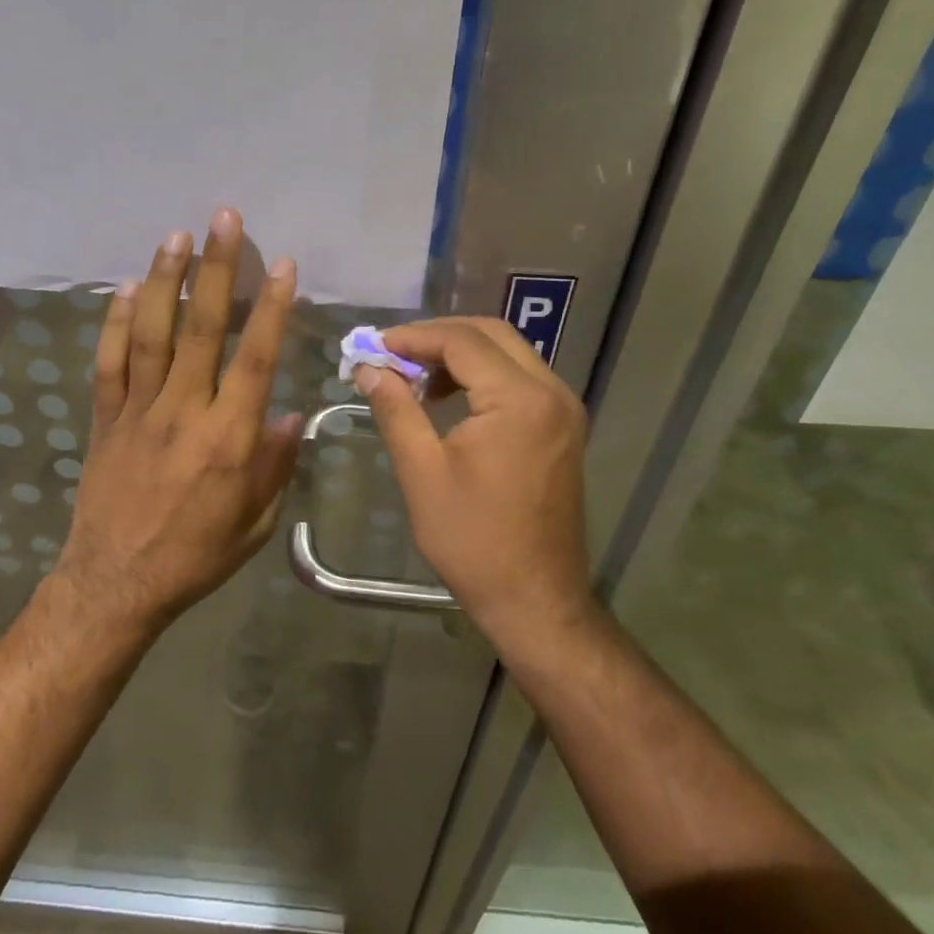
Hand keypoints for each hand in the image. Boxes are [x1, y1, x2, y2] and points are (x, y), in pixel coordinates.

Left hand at [53, 209, 303, 636]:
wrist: (116, 583)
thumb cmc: (196, 556)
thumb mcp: (255, 523)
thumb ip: (275, 465)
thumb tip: (289, 414)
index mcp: (228, 438)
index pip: (254, 359)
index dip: (270, 308)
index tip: (280, 263)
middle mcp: (183, 412)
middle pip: (201, 329)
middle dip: (216, 270)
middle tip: (222, 219)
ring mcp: (138, 411)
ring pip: (151, 334)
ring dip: (164, 282)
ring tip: (175, 237)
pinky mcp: (105, 419)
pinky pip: (109, 363)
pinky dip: (114, 323)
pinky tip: (123, 289)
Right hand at [355, 317, 593, 647]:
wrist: (534, 598)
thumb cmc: (473, 540)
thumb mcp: (422, 471)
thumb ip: (396, 409)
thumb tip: (369, 368)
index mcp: (520, 399)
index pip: (462, 341)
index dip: (414, 337)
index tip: (374, 347)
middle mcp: (552, 392)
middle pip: (492, 335)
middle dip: (438, 337)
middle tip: (393, 355)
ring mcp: (564, 410)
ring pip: (509, 354)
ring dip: (461, 354)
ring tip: (416, 377)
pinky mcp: (563, 428)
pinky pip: (521, 380)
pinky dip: (484, 376)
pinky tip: (450, 398)